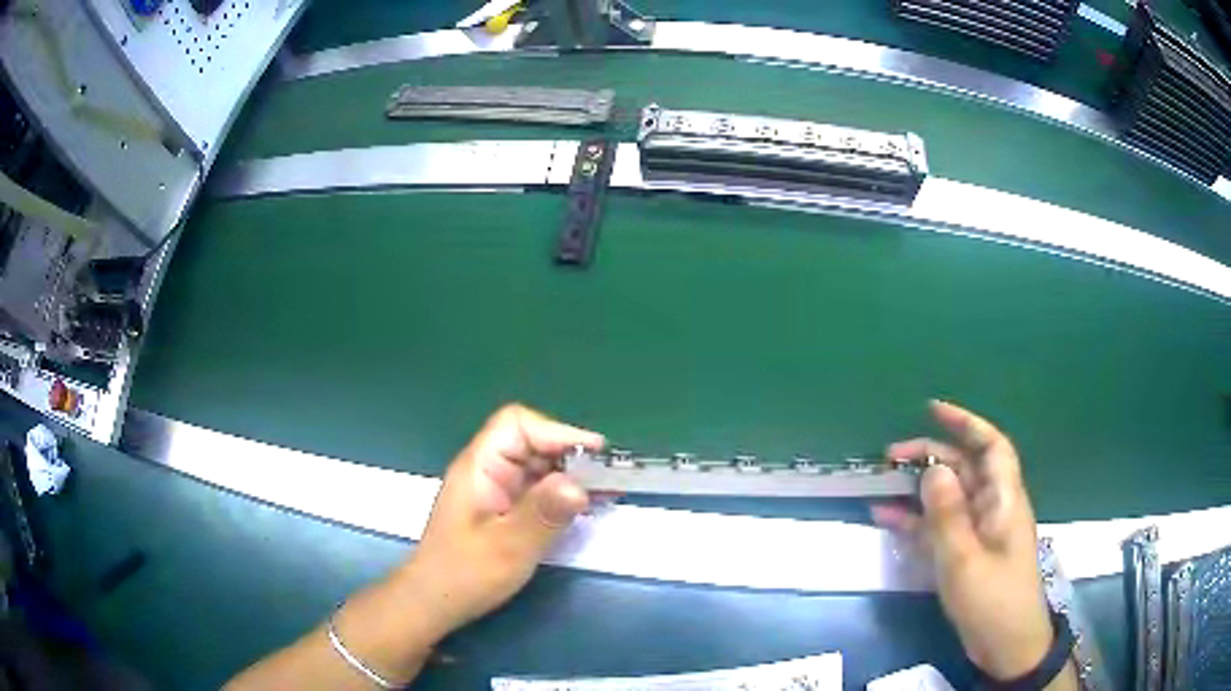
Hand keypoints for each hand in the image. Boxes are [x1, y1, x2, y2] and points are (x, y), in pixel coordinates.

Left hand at [393, 404, 604, 643]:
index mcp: (480, 467)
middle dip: (571, 456)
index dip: (557, 433)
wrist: (434, 602)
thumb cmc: (464, 575)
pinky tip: (587, 507)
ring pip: (538, 467)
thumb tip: (579, 485)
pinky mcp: (504, 510)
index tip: (594, 457)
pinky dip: (563, 495)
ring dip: (571, 476)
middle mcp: (488, 471)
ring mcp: (496, 490)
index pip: (518, 425)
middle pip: (533, 443)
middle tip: (609, 480)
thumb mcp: (507, 547)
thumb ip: (542, 514)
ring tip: (607, 492)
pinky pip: (537, 491)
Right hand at [873, 401, 1054, 680]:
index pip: (991, 446)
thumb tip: (932, 469)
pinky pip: (937, 528)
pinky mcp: (965, 554)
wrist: (1006, 645)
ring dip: (917, 489)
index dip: (966, 423)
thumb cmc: (993, 599)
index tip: (933, 410)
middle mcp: (991, 508)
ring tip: (882, 483)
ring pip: (947, 498)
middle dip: (930, 457)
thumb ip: (948, 515)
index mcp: (1003, 500)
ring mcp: (977, 533)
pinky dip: (914, 521)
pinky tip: (885, 518)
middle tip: (890, 457)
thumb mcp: (966, 559)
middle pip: (963, 469)